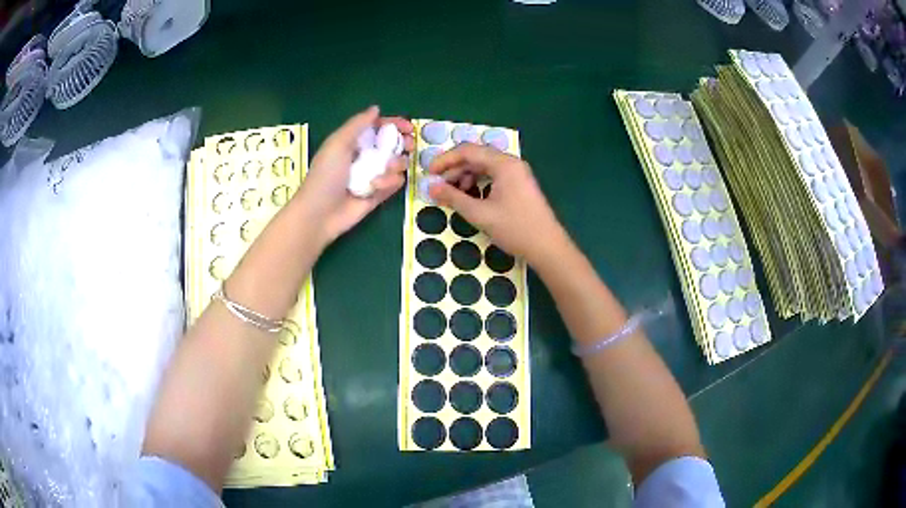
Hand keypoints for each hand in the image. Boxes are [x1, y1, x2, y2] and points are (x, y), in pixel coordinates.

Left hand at [298, 106, 413, 244]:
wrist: (320, 214)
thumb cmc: (325, 175)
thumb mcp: (338, 143)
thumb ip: (357, 124)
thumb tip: (376, 108)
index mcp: (354, 142)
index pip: (379, 127)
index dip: (395, 125)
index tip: (408, 128)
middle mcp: (366, 157)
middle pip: (394, 144)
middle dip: (403, 144)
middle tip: (407, 146)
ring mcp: (373, 176)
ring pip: (398, 164)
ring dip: (395, 165)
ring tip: (382, 173)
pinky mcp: (379, 194)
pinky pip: (395, 183)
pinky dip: (390, 182)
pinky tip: (377, 186)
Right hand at [428, 143, 567, 266]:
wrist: (548, 247)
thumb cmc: (515, 229)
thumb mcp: (480, 214)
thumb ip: (453, 198)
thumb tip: (431, 188)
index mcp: (504, 164)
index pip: (467, 151)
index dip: (445, 160)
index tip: (428, 174)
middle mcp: (511, 163)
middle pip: (476, 157)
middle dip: (454, 170)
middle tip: (438, 187)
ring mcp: (517, 173)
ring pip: (484, 167)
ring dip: (465, 178)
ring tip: (454, 195)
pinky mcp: (519, 185)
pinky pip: (493, 176)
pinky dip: (478, 184)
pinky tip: (471, 198)